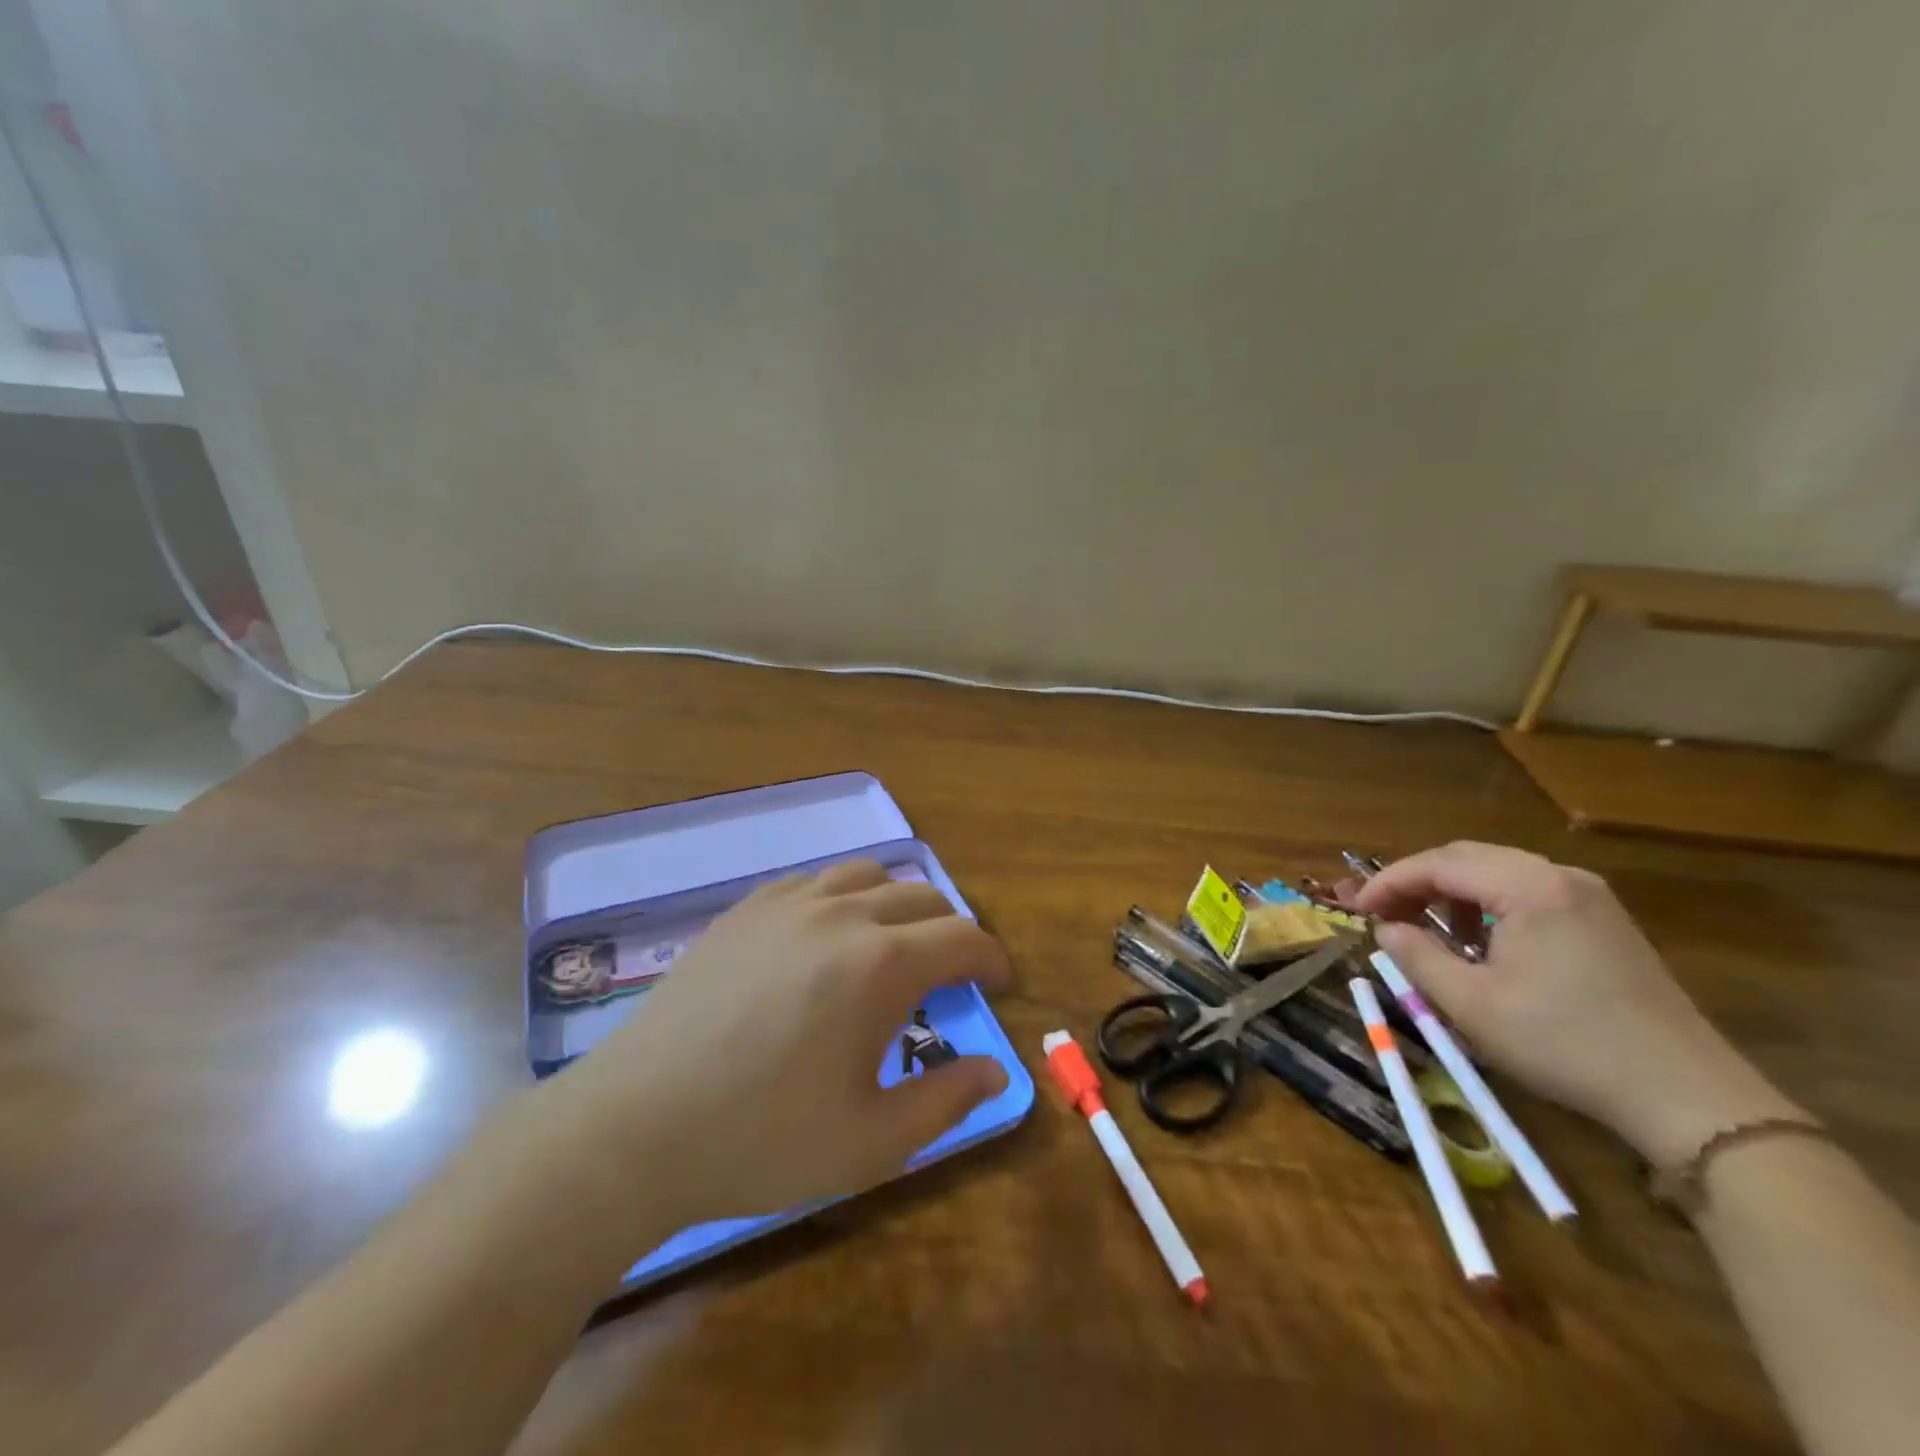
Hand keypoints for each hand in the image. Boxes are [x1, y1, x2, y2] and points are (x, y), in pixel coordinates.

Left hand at [546, 859, 1012, 1224]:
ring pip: (867, 876)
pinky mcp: (745, 908)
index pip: (963, 939)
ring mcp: (787, 903)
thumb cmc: (762, 1140)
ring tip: (891, 947)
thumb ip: (947, 1100)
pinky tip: (826, 938)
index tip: (1000, 985)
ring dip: (897, 905)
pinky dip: (842, 898)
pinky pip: (813, 881)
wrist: (635, 1128)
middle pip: (922, 898)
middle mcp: (841, 914)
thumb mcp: (871, 1142)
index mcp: (880, 964)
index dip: (993, 959)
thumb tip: (996, 1069)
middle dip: (951, 933)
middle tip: (949, 977)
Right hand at [1349, 842, 1802, 1167]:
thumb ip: (1416, 955)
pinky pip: (1527, 893)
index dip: (1388, 882)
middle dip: (1416, 882)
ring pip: (1497, 873)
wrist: (1688, 1098)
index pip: (1438, 863)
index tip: (1355, 909)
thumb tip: (1386, 927)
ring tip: (1426, 930)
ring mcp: (1589, 897)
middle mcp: (1560, 876)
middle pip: (1467, 858)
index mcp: (1528, 886)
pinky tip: (1479, 944)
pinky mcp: (1605, 922)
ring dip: (1451, 894)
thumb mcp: (1471, 1004)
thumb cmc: (1565, 1044)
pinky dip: (1488, 907)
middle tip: (1382, 914)